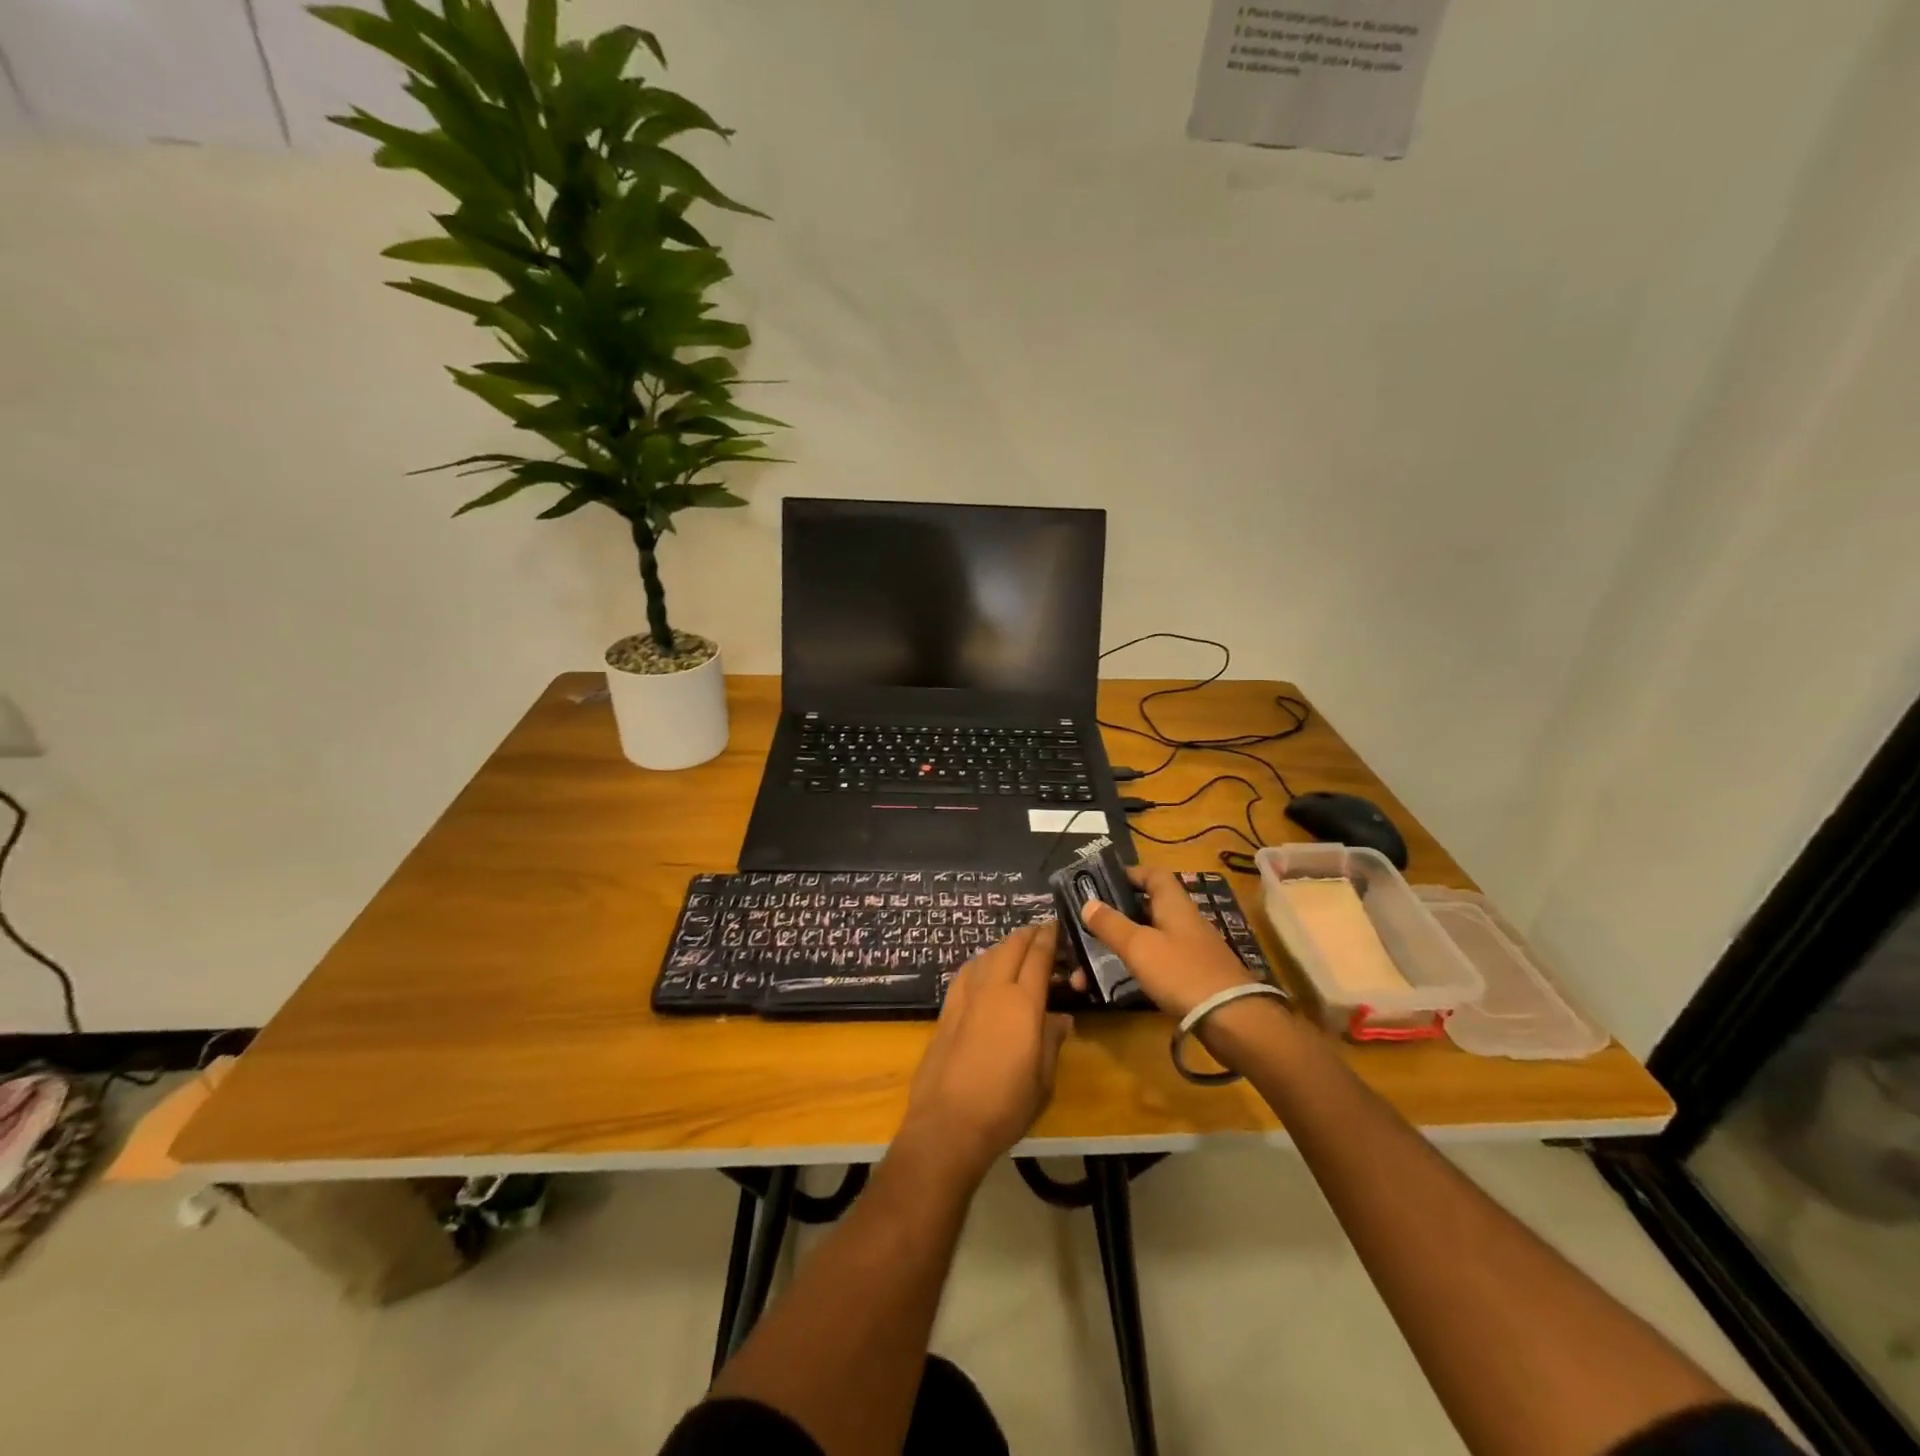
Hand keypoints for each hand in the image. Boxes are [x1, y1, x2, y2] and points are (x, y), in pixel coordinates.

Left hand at [901, 921, 1070, 1184]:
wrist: (948, 1123)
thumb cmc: (1005, 1106)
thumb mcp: (1043, 1079)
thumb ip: (1051, 1041)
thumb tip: (1061, 1018)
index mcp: (1023, 1004)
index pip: (1038, 958)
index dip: (1047, 938)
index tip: (1054, 926)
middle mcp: (994, 990)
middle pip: (1010, 948)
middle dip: (1026, 935)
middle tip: (1039, 931)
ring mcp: (966, 998)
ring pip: (986, 956)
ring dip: (1003, 946)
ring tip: (1014, 948)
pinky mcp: (946, 1010)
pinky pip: (966, 973)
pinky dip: (979, 962)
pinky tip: (982, 969)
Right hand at [1078, 866, 1257, 1019]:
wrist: (1232, 1019)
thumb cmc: (1182, 972)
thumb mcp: (1139, 946)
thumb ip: (1111, 924)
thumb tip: (1088, 902)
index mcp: (1174, 904)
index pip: (1154, 874)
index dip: (1129, 873)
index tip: (1101, 882)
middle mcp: (1184, 921)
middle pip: (1148, 907)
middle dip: (1117, 915)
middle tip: (1088, 925)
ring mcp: (1191, 950)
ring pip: (1150, 938)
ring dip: (1122, 946)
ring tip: (1089, 965)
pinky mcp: (1194, 976)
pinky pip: (1158, 962)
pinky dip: (1137, 967)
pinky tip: (1119, 981)